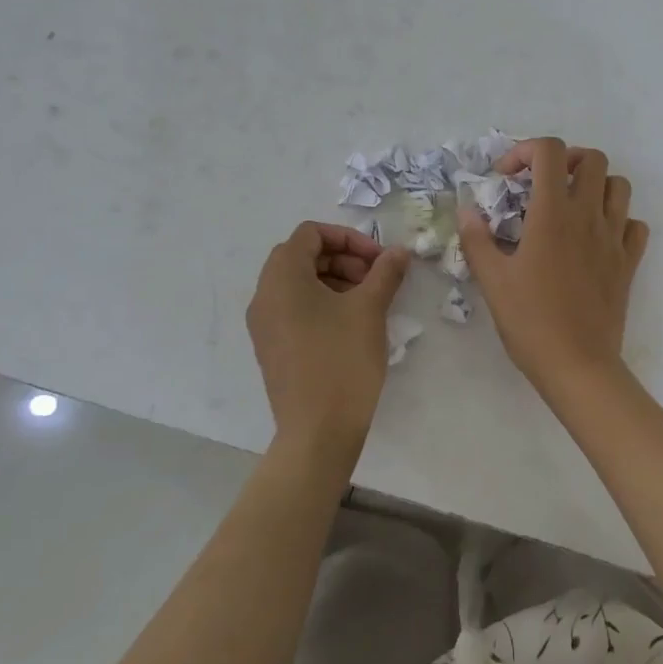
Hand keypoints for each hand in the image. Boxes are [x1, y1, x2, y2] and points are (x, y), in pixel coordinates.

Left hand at [247, 222, 411, 457]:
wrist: (317, 430)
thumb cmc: (342, 360)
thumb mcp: (370, 309)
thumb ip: (385, 272)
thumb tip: (398, 252)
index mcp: (282, 277)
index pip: (310, 234)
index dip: (348, 238)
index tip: (378, 259)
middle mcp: (264, 295)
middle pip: (303, 256)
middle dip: (344, 259)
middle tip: (376, 279)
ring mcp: (264, 324)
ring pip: (300, 284)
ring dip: (336, 280)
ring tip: (369, 302)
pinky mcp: (272, 347)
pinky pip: (294, 309)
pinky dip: (322, 304)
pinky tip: (352, 325)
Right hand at [458, 138, 649, 396]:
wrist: (577, 363)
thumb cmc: (530, 321)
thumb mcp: (492, 280)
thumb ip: (477, 239)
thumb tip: (468, 210)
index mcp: (553, 214)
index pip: (550, 152)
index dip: (525, 151)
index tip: (507, 178)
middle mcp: (588, 216)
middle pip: (592, 159)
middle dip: (566, 161)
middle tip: (543, 185)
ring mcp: (614, 238)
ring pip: (620, 186)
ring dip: (596, 185)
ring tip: (571, 206)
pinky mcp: (629, 262)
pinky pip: (635, 225)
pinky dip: (620, 220)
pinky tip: (598, 237)